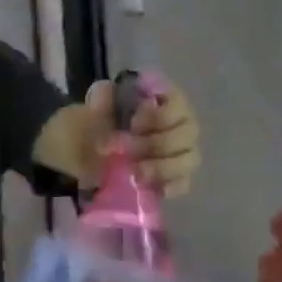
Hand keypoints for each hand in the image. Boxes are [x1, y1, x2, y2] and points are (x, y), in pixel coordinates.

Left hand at [84, 77, 201, 196]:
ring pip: (189, 159)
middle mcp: (182, 123)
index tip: (133, 125)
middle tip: (125, 150)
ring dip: (162, 167)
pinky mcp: (176, 177)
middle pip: (187, 134)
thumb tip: (104, 91)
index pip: (178, 104)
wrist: (92, 150)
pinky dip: (171, 186)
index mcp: (167, 99)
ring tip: (135, 174)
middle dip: (154, 144)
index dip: (157, 116)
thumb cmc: (103, 122)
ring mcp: (182, 151)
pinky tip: (153, 189)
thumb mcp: (98, 106)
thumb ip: (102, 99)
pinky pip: (184, 182)